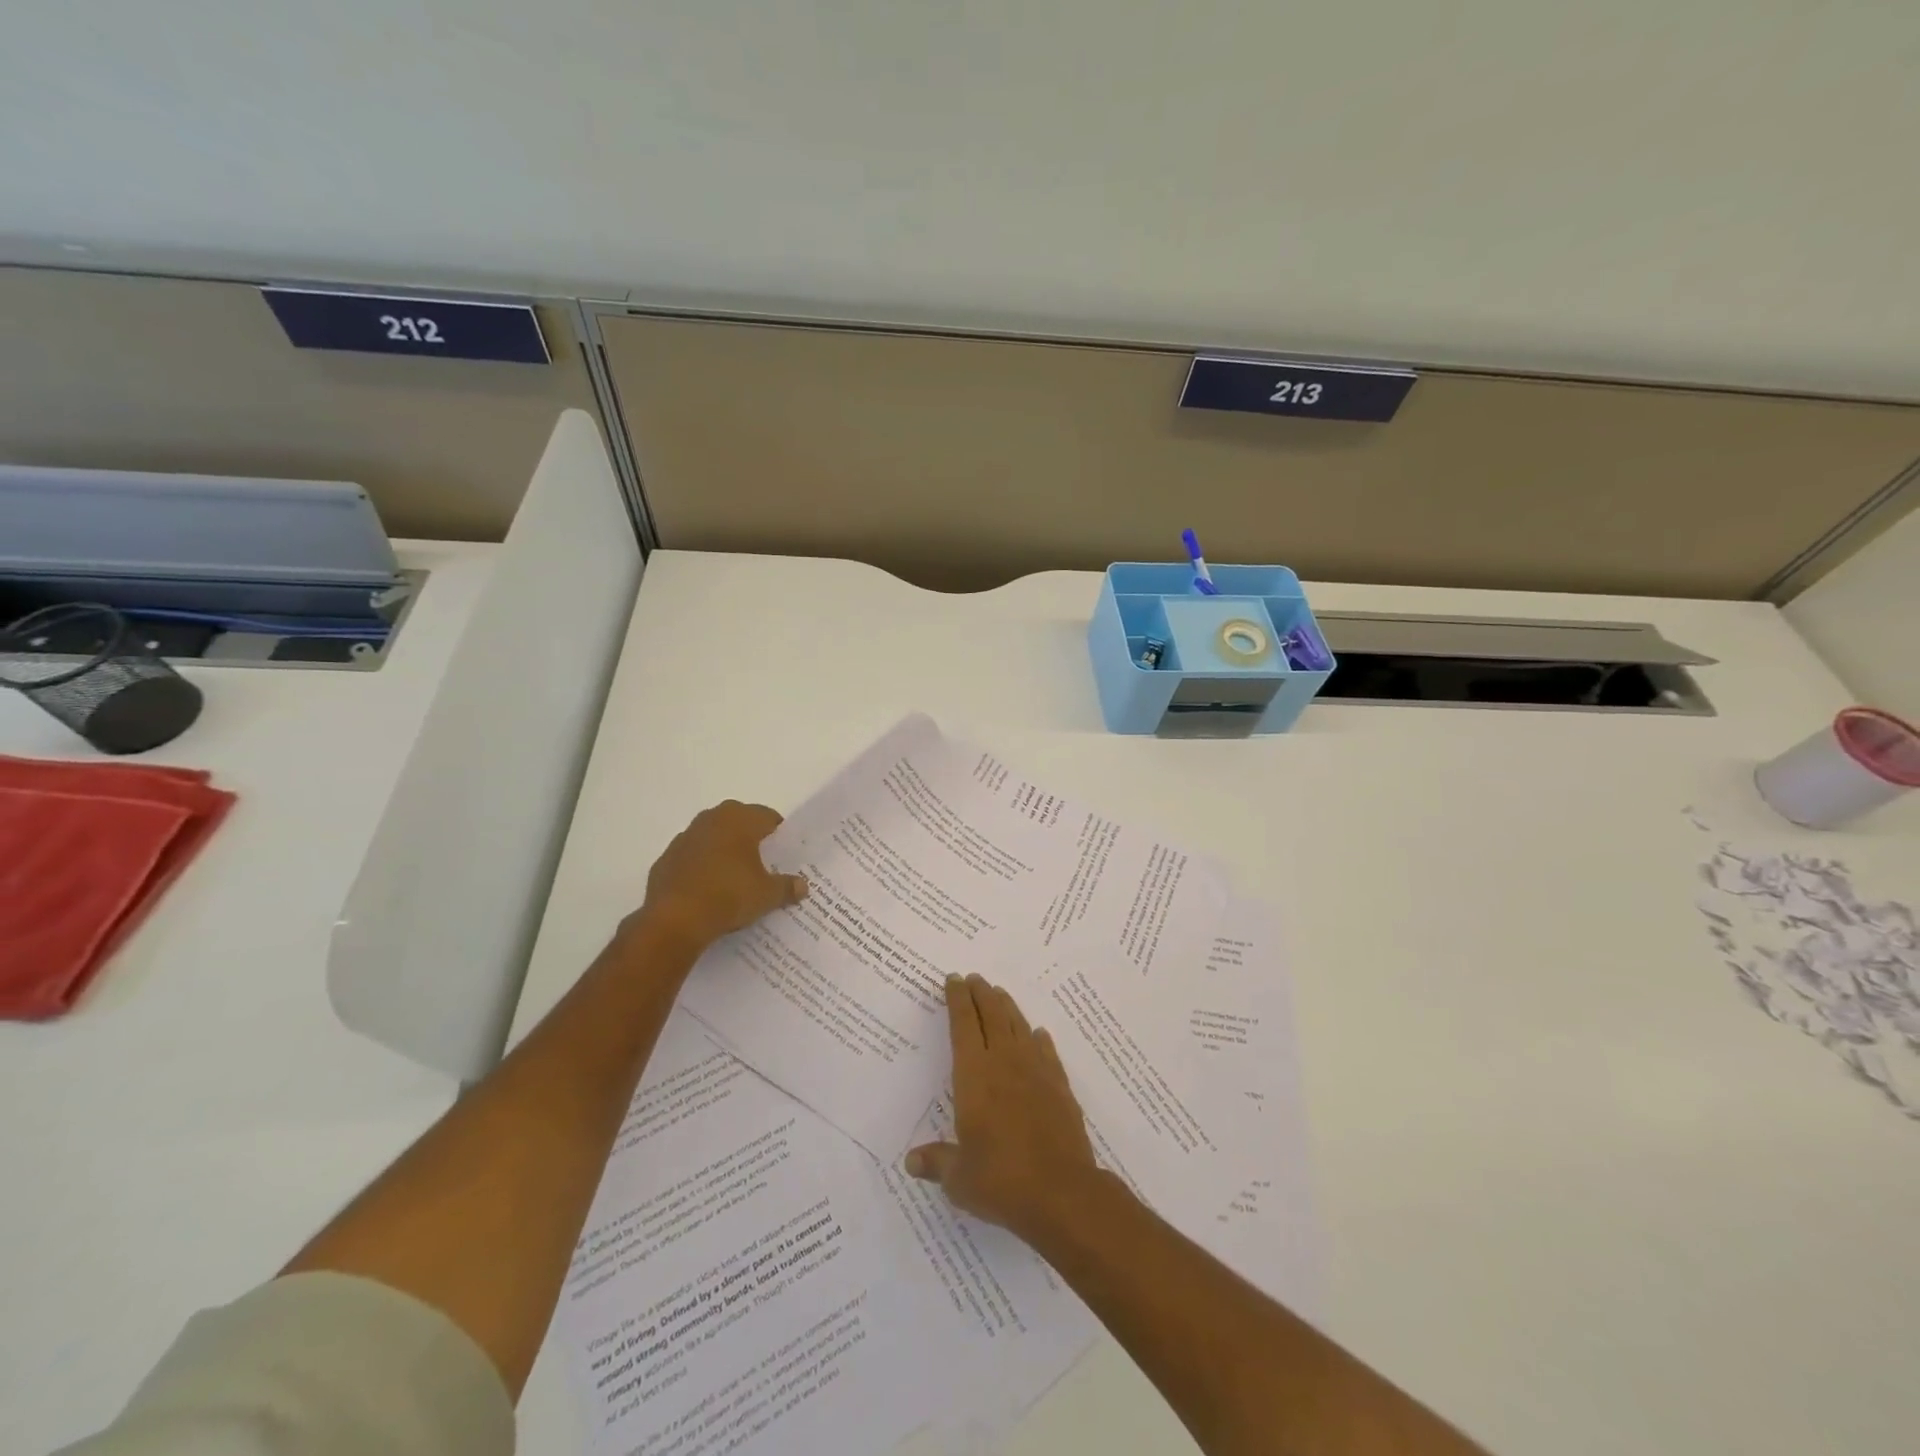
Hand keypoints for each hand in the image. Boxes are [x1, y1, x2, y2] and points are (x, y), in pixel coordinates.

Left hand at [627, 801, 807, 951]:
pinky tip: (709, 890)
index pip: (768, 817)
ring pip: (713, 838)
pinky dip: (702, 868)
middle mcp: (711, 819)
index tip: (785, 854)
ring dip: (724, 851)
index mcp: (739, 819)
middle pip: (739, 822)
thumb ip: (787, 887)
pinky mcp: (666, 859)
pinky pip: (692, 858)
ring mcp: (685, 838)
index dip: (779, 835)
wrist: (674, 920)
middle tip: (764, 864)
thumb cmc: (729, 896)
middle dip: (751, 840)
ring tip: (736, 878)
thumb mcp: (767, 895)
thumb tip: (803, 887)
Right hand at [905, 974, 1100, 1241]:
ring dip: (1007, 1007)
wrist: (1062, 1192)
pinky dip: (1039, 1039)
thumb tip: (911, 1161)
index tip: (953, 980)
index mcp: (974, 1076)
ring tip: (999, 994)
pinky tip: (1037, 1035)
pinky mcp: (1060, 1087)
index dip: (957, 1000)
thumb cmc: (1001, 1180)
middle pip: (992, 1015)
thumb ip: (937, 1162)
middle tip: (974, 978)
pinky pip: (1046, 1052)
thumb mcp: (959, 1178)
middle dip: (981, 994)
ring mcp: (1036, 1072)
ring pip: (1019, 1026)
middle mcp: (1004, 1063)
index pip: (963, 1025)